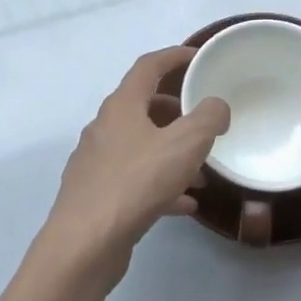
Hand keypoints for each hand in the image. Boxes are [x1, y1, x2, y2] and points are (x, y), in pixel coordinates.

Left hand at [39, 45, 230, 286]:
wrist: (84, 244)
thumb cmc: (135, 183)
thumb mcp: (184, 145)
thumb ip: (207, 118)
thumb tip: (216, 105)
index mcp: (121, 106)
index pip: (148, 67)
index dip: (174, 57)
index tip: (198, 57)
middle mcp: (104, 128)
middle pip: (143, 107)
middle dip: (176, 111)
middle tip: (203, 120)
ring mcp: (97, 162)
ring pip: (141, 146)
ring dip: (172, 152)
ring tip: (203, 171)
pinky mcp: (97, 194)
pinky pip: (136, 179)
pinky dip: (161, 184)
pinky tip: (185, 204)